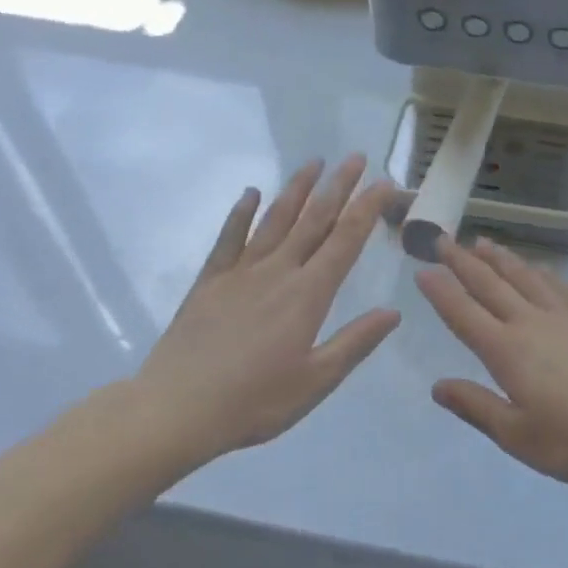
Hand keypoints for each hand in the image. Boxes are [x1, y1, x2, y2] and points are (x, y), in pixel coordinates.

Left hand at [124, 156, 400, 474]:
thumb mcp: (315, 382)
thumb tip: (393, 312)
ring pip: (275, 219)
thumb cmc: (253, 402)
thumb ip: (355, 343)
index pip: (345, 240)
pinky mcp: (210, 281)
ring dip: (297, 189)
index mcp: (307, 294)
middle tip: (356, 157)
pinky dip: (240, 213)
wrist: (175, 410)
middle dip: (338, 186)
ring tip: (314, 162)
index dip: (367, 208)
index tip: (384, 182)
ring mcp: (241, 272)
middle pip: (314, 219)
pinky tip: (250, 193)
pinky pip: (229, 238)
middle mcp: (278, 271)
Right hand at [417, 238, 567, 487]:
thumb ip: (476, 407)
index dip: (441, 291)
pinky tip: (535, 267)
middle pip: (490, 284)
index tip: (422, 270)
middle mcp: (531, 323)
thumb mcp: (518, 437)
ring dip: (499, 258)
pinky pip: (557, 285)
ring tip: (480, 242)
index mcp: (508, 351)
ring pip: (523, 276)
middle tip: (442, 239)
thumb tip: (437, 386)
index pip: (465, 314)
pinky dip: (538, 271)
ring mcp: (563, 316)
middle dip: (462, 261)